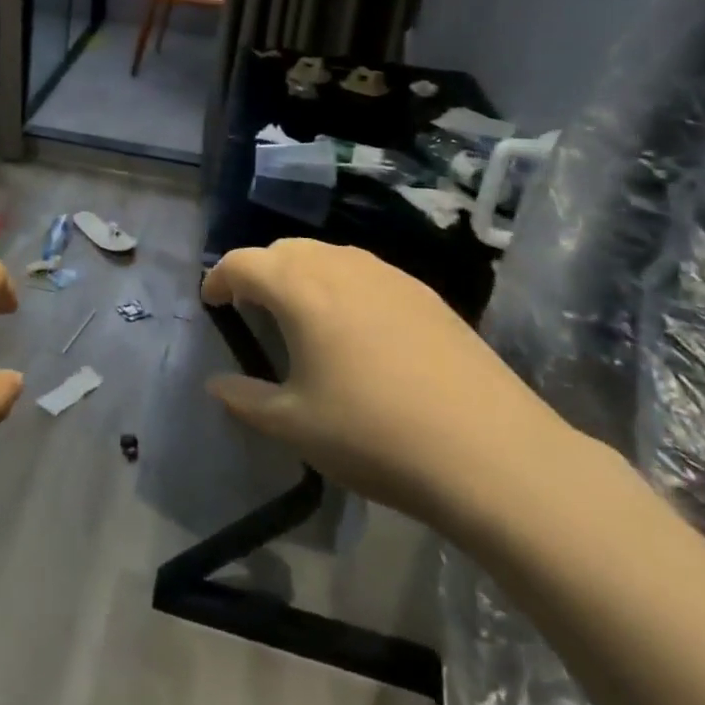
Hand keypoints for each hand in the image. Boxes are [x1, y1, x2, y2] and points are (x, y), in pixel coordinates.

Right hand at [202, 239, 573, 532]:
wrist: (492, 454)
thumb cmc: (375, 436)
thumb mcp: (295, 426)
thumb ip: (245, 400)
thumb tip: (217, 385)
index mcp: (299, 288)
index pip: (242, 262)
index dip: (219, 278)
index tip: (212, 302)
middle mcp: (340, 266)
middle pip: (284, 249)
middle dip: (259, 271)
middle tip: (253, 309)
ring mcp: (388, 275)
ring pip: (328, 255)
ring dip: (302, 273)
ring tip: (303, 315)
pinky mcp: (425, 293)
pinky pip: (366, 272)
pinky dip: (342, 284)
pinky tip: (358, 329)